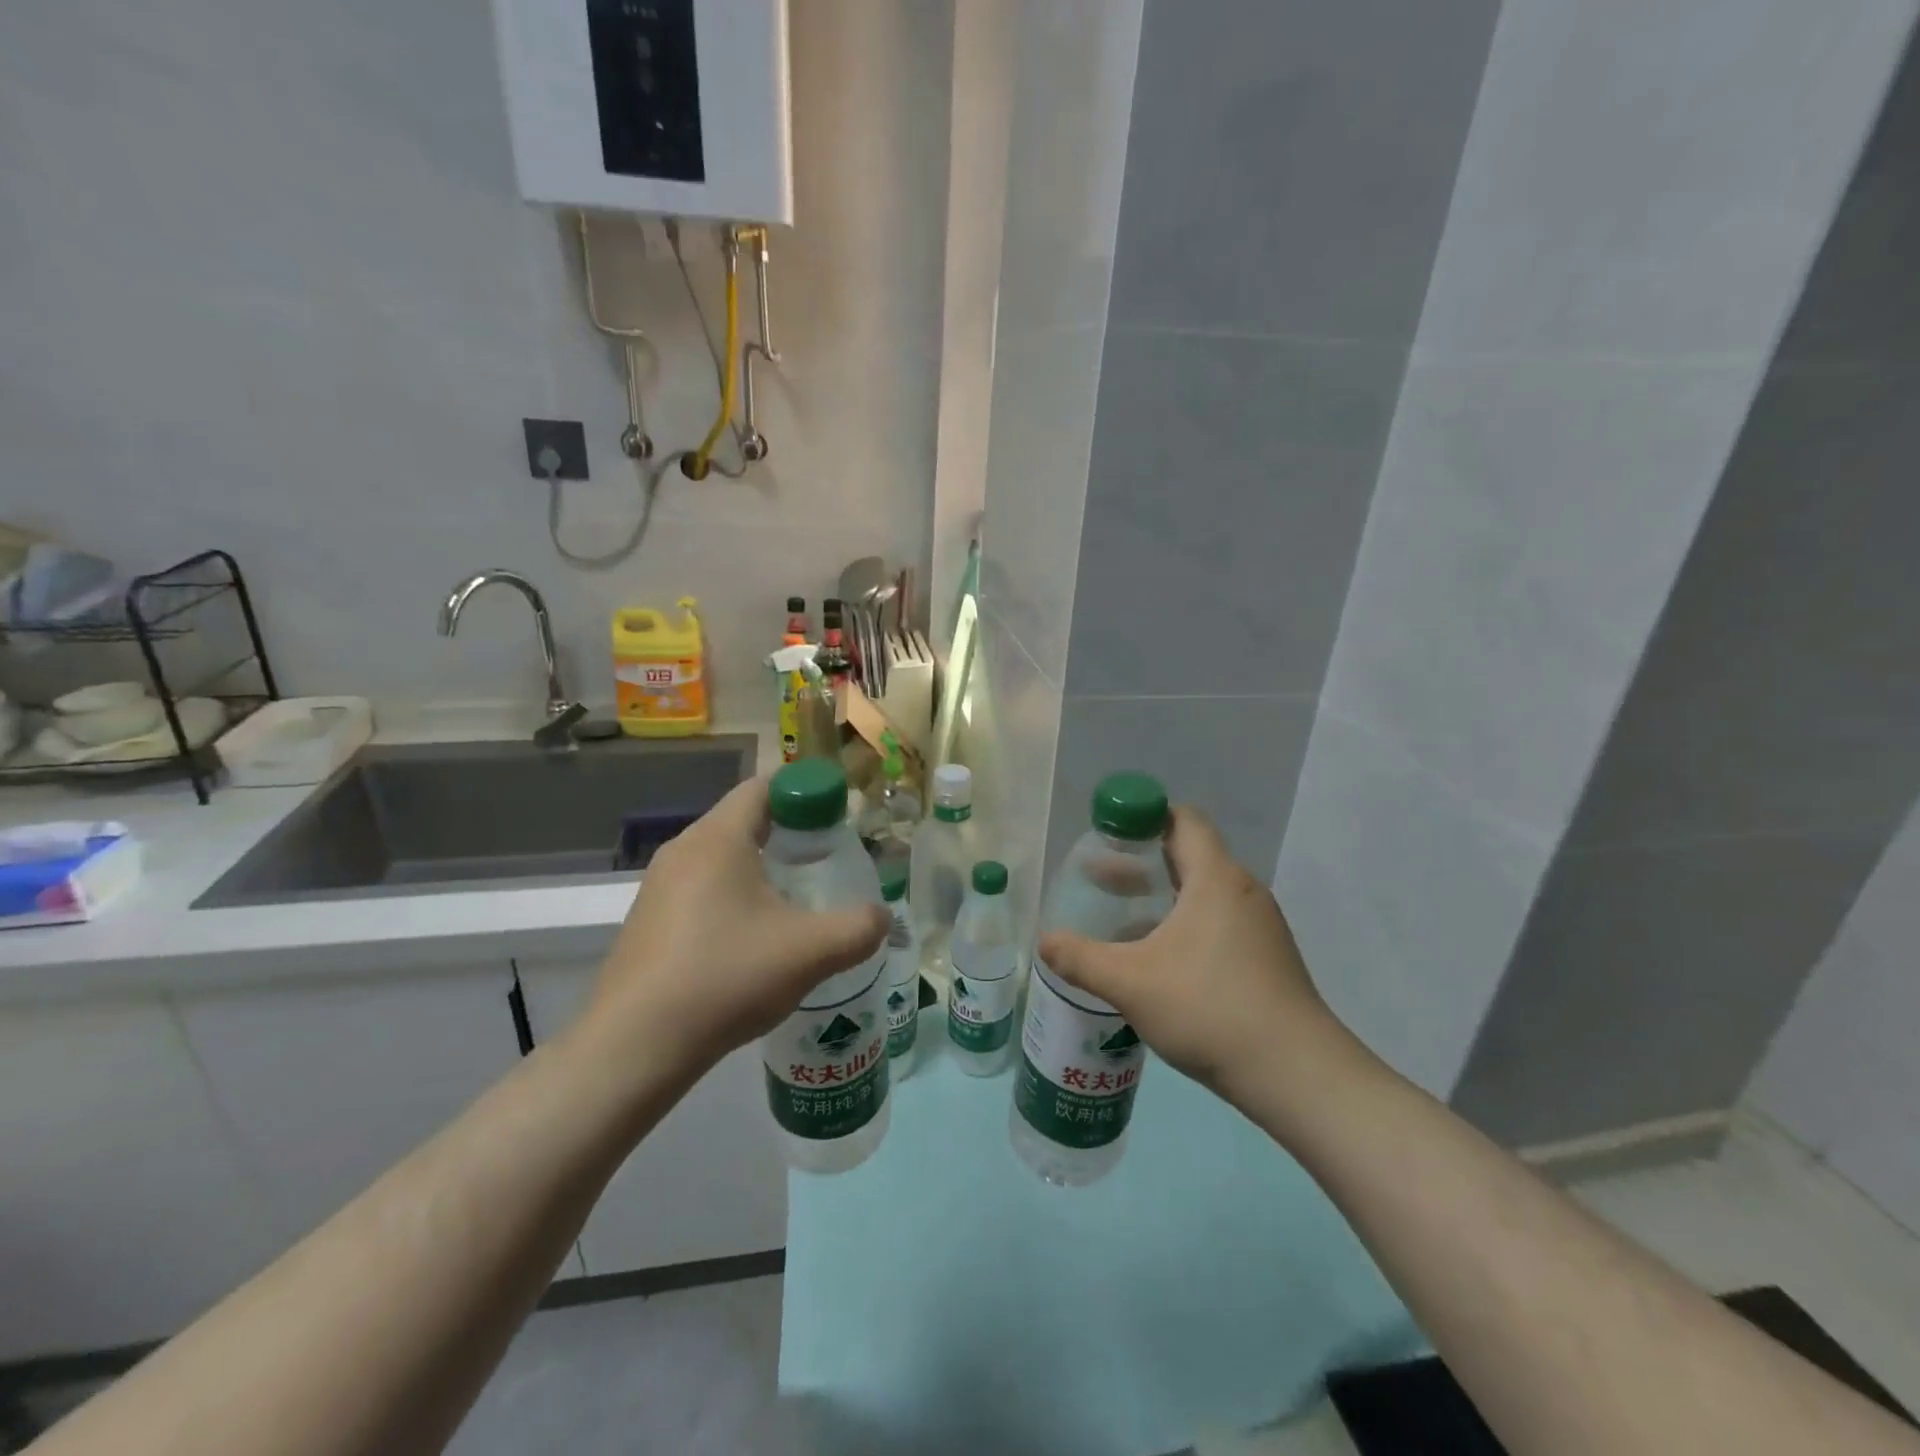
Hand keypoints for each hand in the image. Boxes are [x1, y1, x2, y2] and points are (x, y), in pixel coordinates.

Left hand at [580, 777, 888, 1081]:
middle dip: (788, 834)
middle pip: (743, 820)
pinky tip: (751, 942)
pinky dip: (732, 899)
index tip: (837, 820)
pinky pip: (699, 891)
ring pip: (721, 859)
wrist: (634, 1046)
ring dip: (759, 870)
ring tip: (794, 904)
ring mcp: (658, 887)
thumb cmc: (726, 977)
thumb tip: (882, 917)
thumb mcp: (811, 951)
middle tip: (825, 863)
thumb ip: (859, 927)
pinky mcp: (647, 922)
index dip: (805, 793)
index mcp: (718, 838)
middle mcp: (682, 850)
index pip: (764, 787)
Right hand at [1038, 807, 1367, 1110]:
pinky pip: (1219, 922)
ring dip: (1162, 898)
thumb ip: (1081, 959)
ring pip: (1203, 893)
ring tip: (1123, 921)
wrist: (1296, 1075)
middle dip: (1142, 863)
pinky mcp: (1268, 957)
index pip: (1183, 820)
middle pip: (1189, 855)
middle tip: (1100, 880)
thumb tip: (1044, 941)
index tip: (1109, 835)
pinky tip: (1161, 961)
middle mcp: (1242, 891)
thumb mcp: (1131, 983)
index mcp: (1215, 878)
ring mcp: (1260, 926)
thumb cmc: (1209, 1009)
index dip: (1144, 817)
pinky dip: (1186, 925)